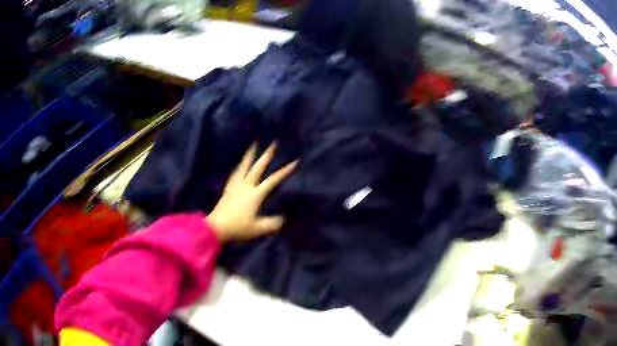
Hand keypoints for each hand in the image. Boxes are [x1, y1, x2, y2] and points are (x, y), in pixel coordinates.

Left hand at [208, 143, 297, 242]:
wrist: (216, 227)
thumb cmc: (238, 227)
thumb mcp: (259, 229)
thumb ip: (273, 223)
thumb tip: (283, 218)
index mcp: (255, 194)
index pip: (273, 180)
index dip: (284, 171)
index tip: (295, 161)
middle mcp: (246, 186)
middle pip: (258, 167)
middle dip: (267, 155)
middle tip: (273, 143)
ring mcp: (235, 186)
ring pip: (244, 166)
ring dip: (250, 155)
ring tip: (254, 144)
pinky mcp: (228, 189)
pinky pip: (235, 173)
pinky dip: (239, 166)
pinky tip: (240, 165)